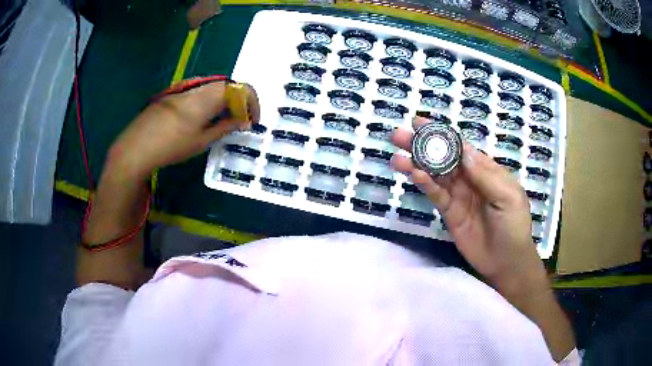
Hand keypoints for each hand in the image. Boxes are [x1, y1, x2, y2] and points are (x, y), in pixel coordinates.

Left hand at [107, 79, 259, 179]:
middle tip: (237, 123)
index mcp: (209, 96)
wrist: (136, 147)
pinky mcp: (173, 94)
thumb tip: (244, 121)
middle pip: (228, 86)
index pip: (241, 88)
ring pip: (213, 89)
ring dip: (223, 102)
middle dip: (238, 103)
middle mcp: (198, 86)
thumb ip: (225, 127)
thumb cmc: (171, 146)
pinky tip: (200, 120)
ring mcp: (184, 88)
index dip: (252, 103)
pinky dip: (208, 103)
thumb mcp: (202, 140)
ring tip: (220, 123)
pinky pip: (199, 92)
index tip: (252, 121)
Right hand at [391, 117, 547, 296]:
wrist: (506, 261)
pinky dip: (424, 185)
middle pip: (443, 157)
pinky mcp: (448, 212)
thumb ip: (485, 175)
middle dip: (422, 145)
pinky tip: (413, 175)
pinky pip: (435, 195)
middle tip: (399, 136)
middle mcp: (469, 178)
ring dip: (416, 164)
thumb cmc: (514, 225)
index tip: (419, 122)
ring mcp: (458, 195)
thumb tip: (463, 151)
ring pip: (434, 175)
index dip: (441, 133)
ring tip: (397, 157)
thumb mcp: (508, 197)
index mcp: (485, 169)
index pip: (460, 146)